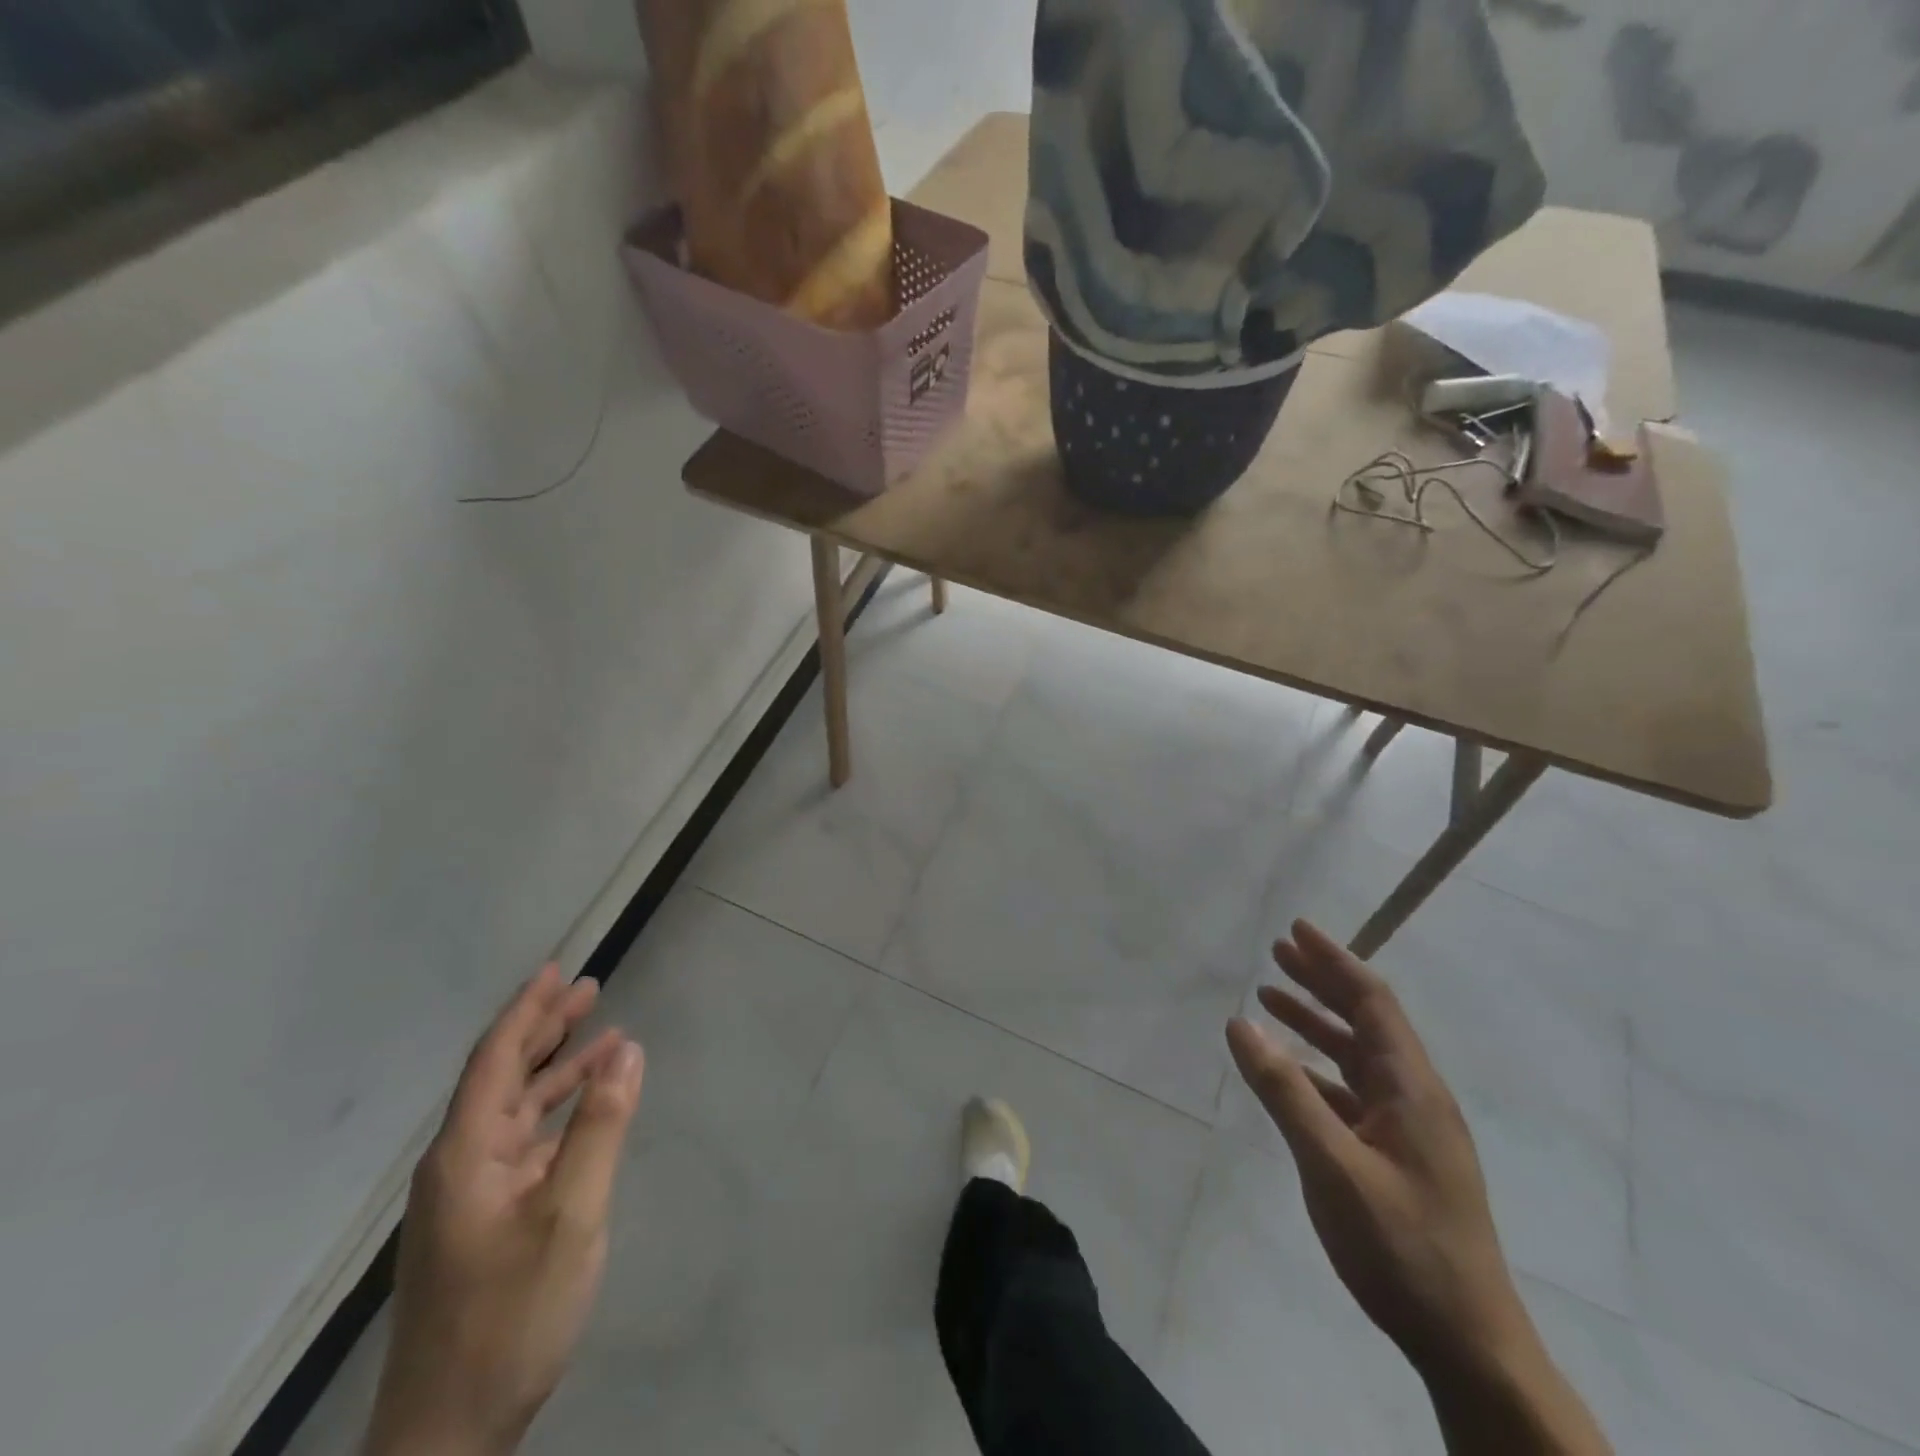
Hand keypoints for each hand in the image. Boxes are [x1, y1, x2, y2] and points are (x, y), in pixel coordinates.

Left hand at [365, 965, 644, 1455]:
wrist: (449, 1432)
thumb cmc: (510, 1314)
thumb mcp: (570, 1213)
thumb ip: (600, 1126)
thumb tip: (627, 1049)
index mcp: (466, 1153)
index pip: (495, 1059)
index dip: (527, 1011)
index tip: (556, 970)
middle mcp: (461, 1164)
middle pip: (502, 1077)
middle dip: (544, 1029)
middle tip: (587, 988)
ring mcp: (471, 1196)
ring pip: (516, 1109)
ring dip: (557, 1069)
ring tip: (603, 1033)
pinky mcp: (486, 1221)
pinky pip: (525, 1143)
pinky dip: (559, 1112)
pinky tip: (589, 1107)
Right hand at [1227, 923, 1610, 1455]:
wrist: (1468, 1344)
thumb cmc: (1402, 1246)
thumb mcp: (1332, 1165)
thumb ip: (1285, 1090)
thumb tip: (1240, 1022)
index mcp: (1412, 1088)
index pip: (1372, 1002)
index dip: (1334, 961)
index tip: (1296, 930)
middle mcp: (1415, 1096)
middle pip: (1366, 1020)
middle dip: (1322, 981)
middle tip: (1277, 952)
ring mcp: (1410, 1128)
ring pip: (1357, 1055)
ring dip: (1317, 1022)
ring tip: (1271, 998)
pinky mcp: (1398, 1156)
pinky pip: (1353, 1091)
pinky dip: (1318, 1068)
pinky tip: (1289, 1071)